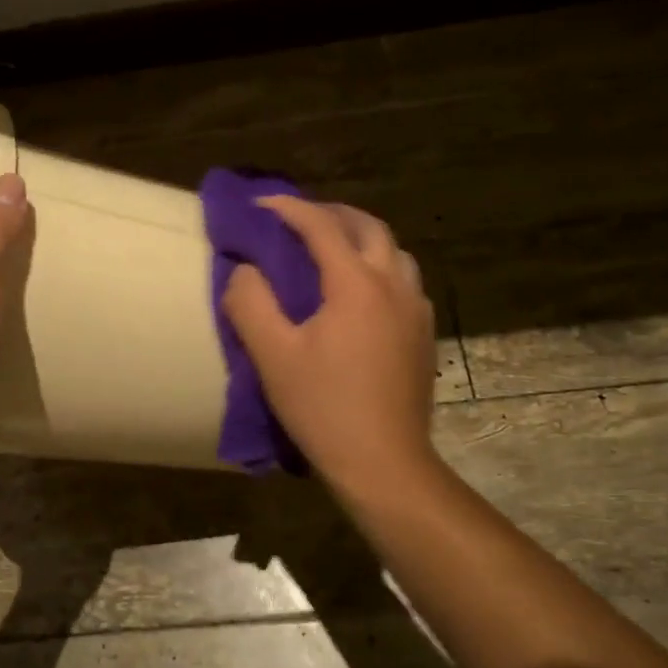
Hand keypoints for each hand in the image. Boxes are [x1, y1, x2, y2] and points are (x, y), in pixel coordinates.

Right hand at [222, 196, 439, 502]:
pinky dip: (379, 267)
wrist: (384, 463)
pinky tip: (361, 293)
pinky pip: (404, 280)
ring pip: (394, 251)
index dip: (288, 209)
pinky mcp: (423, 335)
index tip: (259, 205)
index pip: (321, 226)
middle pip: (369, 227)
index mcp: (356, 284)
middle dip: (332, 214)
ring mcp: (416, 310)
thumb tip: (244, 270)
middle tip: (298, 220)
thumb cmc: (324, 408)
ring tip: (332, 251)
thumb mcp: (272, 356)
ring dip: (361, 238)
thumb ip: (250, 303)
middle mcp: (393, 285)